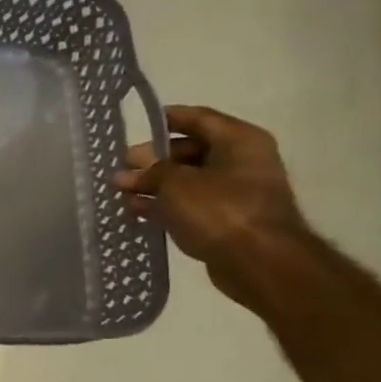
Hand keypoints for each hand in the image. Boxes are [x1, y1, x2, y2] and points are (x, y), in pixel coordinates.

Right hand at [113, 105, 307, 297]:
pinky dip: (166, 207)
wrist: (260, 263)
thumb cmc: (220, 210)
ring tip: (121, 194)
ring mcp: (235, 193)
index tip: (136, 125)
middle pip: (189, 152)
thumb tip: (125, 174)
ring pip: (187, 181)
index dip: (166, 120)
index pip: (197, 118)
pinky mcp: (227, 221)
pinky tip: (137, 212)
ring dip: (155, 186)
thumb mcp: (176, 184)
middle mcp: (241, 161)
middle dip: (152, 161)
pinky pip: (191, 205)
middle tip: (122, 170)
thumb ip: (149, 173)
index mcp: (238, 140)